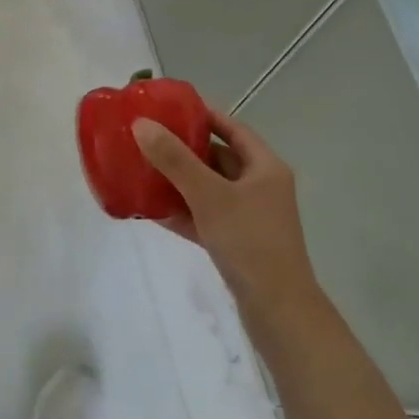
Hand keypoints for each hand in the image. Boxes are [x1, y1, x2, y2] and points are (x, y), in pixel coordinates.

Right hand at [133, 109, 319, 322]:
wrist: (277, 310)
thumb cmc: (250, 241)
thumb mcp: (209, 195)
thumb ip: (175, 159)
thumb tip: (141, 124)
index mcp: (265, 167)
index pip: (232, 128)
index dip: (203, 115)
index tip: (169, 108)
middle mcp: (260, 187)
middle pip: (218, 158)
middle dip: (184, 149)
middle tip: (149, 138)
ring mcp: (249, 217)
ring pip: (209, 189)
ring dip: (179, 181)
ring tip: (143, 169)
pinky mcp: (237, 242)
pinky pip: (204, 217)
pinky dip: (182, 211)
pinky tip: (152, 209)